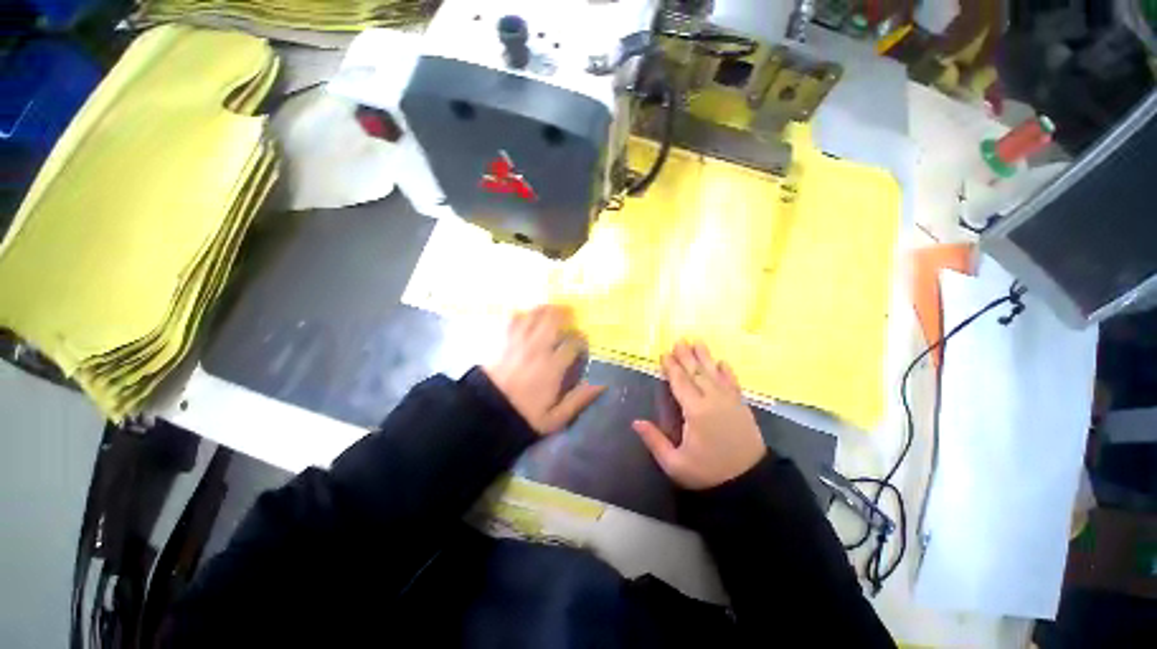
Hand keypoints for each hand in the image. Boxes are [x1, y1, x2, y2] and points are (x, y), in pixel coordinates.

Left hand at [484, 305, 605, 434]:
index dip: (580, 338)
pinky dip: (522, 313)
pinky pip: (513, 318)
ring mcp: (518, 342)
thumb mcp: (555, 417)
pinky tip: (527, 315)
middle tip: (571, 314)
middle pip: (554, 321)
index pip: (572, 343)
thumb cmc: (523, 415)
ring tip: (553, 309)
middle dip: (565, 314)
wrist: (487, 413)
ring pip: (535, 315)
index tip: (582, 339)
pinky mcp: (502, 340)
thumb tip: (601, 385)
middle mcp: (537, 349)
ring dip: (546, 309)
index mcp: (552, 367)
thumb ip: (579, 400)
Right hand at [633, 341, 765, 489]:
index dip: (671, 367)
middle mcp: (713, 400)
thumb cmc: (708, 473)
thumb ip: (654, 441)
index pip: (680, 383)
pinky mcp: (742, 406)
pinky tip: (722, 362)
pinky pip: (733, 383)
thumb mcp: (675, 464)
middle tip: (679, 340)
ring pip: (714, 373)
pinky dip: (727, 371)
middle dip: (686, 356)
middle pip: (696, 373)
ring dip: (705, 357)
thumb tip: (635, 422)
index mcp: (695, 411)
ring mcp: (730, 401)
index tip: (664, 353)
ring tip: (697, 341)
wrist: (750, 484)